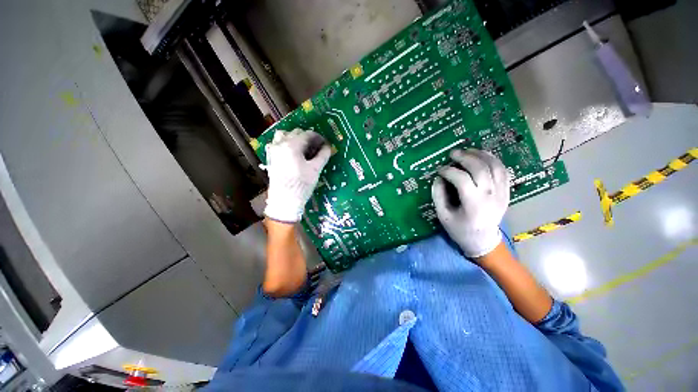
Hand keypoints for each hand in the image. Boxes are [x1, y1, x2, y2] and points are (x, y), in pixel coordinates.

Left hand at [264, 129, 330, 221]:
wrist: (285, 201)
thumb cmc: (302, 184)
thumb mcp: (315, 169)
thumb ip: (323, 155)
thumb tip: (328, 147)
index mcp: (292, 145)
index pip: (308, 134)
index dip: (319, 138)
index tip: (325, 144)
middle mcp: (280, 143)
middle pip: (296, 133)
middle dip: (308, 138)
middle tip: (317, 147)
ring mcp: (273, 150)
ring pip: (284, 135)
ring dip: (295, 138)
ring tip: (303, 148)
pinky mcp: (271, 158)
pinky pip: (277, 144)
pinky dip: (285, 143)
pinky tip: (292, 153)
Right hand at [431, 149, 508, 257]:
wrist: (483, 241)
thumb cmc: (460, 230)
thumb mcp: (443, 215)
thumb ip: (438, 196)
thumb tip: (438, 178)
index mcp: (473, 204)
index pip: (461, 179)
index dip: (448, 171)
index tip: (439, 170)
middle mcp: (490, 195)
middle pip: (480, 168)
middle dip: (465, 157)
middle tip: (452, 153)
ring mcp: (501, 192)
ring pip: (495, 166)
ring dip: (481, 155)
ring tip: (468, 150)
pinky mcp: (507, 192)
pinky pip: (503, 171)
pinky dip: (493, 160)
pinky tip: (483, 156)